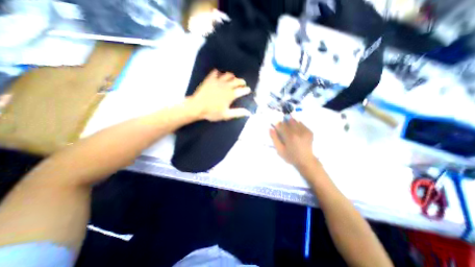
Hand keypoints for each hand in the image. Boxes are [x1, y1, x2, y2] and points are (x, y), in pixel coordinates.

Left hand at [190, 70, 253, 121]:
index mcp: (231, 95)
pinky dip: (219, 73)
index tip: (248, 90)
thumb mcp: (226, 115)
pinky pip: (215, 73)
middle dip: (241, 82)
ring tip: (233, 78)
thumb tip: (248, 112)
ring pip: (228, 75)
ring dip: (232, 76)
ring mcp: (218, 81)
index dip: (246, 90)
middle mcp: (226, 86)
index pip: (242, 90)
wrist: (197, 107)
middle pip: (237, 81)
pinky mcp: (210, 79)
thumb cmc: (212, 112)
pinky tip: (219, 74)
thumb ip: (238, 113)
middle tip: (243, 83)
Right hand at [271, 118, 314, 167]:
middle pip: (288, 120)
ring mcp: (305, 131)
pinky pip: (301, 123)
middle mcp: (298, 132)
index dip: (278, 125)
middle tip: (284, 131)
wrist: (306, 161)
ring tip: (290, 131)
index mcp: (290, 136)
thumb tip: (270, 128)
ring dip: (291, 123)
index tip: (277, 129)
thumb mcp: (280, 150)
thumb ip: (274, 138)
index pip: (281, 124)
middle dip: (284, 123)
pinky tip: (296, 132)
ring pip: (295, 120)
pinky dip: (297, 125)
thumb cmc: (290, 156)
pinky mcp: (309, 131)